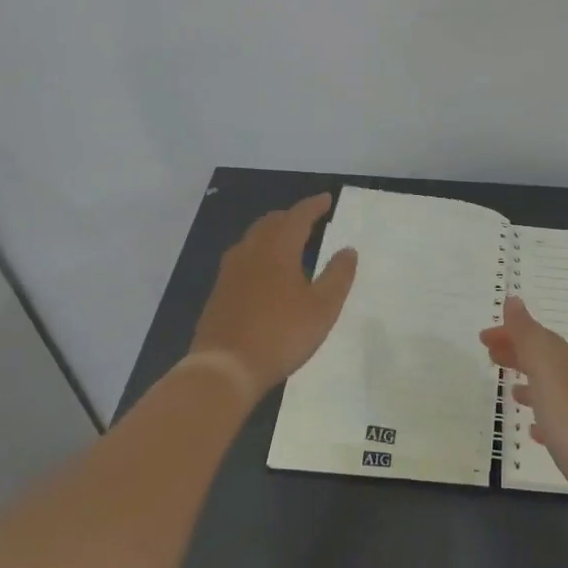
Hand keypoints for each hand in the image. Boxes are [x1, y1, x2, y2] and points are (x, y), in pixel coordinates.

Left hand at [189, 194, 357, 402]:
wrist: (225, 368)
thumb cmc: (280, 334)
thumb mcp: (322, 308)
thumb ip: (338, 276)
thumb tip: (348, 249)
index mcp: (278, 248)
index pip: (298, 216)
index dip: (314, 206)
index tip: (327, 199)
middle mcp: (251, 250)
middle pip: (272, 222)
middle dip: (292, 216)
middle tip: (309, 220)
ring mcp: (230, 270)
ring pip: (253, 238)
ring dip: (273, 232)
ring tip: (289, 242)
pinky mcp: (219, 290)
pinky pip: (242, 258)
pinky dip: (259, 253)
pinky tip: (264, 272)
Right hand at [480, 296, 567, 501]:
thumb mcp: (543, 367)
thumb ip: (527, 333)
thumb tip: (513, 299)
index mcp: (566, 359)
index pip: (536, 336)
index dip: (510, 332)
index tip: (484, 337)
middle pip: (544, 359)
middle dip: (517, 353)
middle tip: (490, 356)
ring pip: (552, 388)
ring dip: (530, 384)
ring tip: (510, 392)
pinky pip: (559, 420)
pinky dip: (543, 416)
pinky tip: (533, 430)